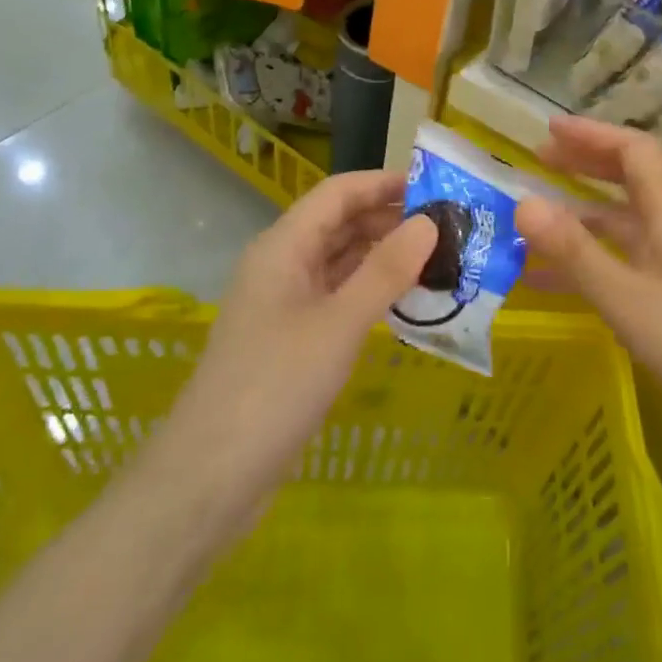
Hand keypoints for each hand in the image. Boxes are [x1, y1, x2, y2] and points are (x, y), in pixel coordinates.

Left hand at [150, 172, 436, 534]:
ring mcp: (286, 303)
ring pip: (341, 261)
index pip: (338, 193)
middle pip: (340, 223)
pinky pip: (338, 297)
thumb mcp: (339, 324)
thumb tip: (429, 221)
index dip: (384, 183)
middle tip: (449, 225)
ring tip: (439, 256)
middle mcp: (283, 265)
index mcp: (283, 247)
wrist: (211, 478)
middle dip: (390, 218)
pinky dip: (371, 291)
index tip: (436, 186)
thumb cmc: (275, 387)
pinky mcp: (293, 339)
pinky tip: (407, 299)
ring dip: (384, 255)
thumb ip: (385, 271)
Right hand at [514, 116, 661, 457]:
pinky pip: (629, 258)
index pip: (633, 151)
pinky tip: (554, 281)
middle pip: (631, 177)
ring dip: (583, 214)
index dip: (591, 134)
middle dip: (585, 164)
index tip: (548, 129)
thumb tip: (523, 202)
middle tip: (539, 161)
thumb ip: (573, 251)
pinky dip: (594, 258)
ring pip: (626, 220)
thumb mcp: (625, 299)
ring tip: (535, 220)